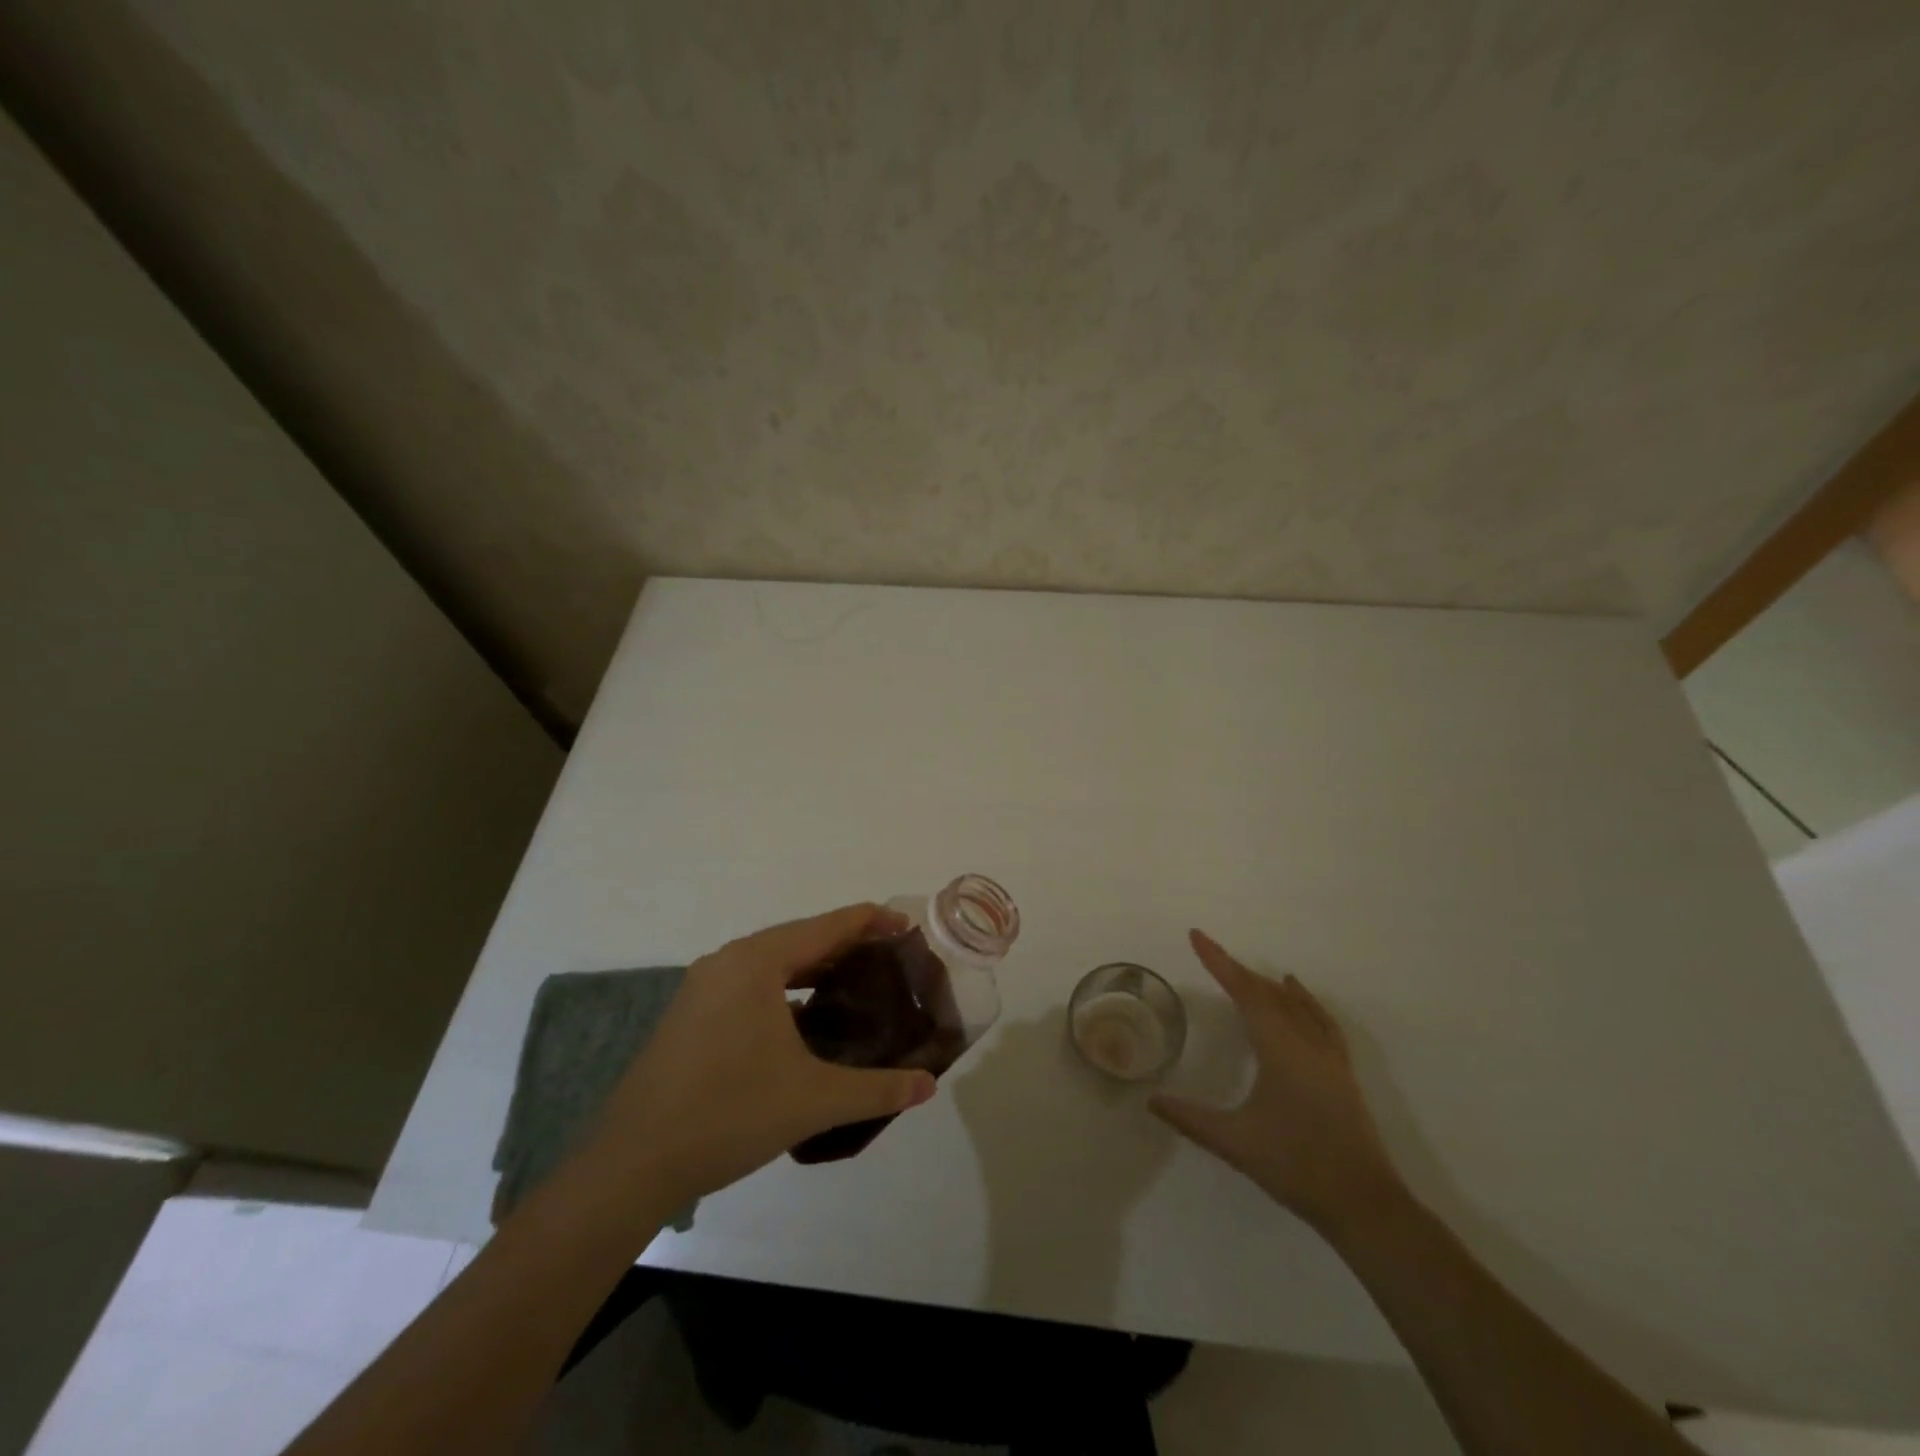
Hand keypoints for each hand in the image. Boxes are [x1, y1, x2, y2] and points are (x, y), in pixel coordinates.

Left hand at [578, 904, 936, 1208]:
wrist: (631, 1165)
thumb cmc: (728, 1114)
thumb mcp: (813, 1101)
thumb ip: (877, 1089)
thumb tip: (928, 1087)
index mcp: (757, 962)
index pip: (828, 925)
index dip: (872, 922)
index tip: (908, 928)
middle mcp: (729, 961)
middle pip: (801, 938)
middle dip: (848, 945)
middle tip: (890, 962)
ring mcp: (704, 987)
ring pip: (774, 962)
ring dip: (815, 969)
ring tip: (856, 987)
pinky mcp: (691, 1014)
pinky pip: (752, 984)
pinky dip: (786, 990)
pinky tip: (806, 1022)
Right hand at [1150, 930, 1404, 1233]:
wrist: (1364, 1204)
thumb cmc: (1296, 1166)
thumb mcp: (1235, 1143)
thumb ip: (1190, 1118)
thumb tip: (1152, 1100)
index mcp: (1280, 1049)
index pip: (1245, 992)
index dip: (1219, 962)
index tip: (1197, 936)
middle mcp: (1306, 1042)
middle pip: (1269, 992)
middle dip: (1237, 970)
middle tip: (1210, 955)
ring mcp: (1329, 1057)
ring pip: (1295, 1004)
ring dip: (1267, 985)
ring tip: (1246, 974)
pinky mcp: (1341, 1072)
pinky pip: (1319, 1019)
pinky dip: (1303, 1001)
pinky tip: (1298, 999)